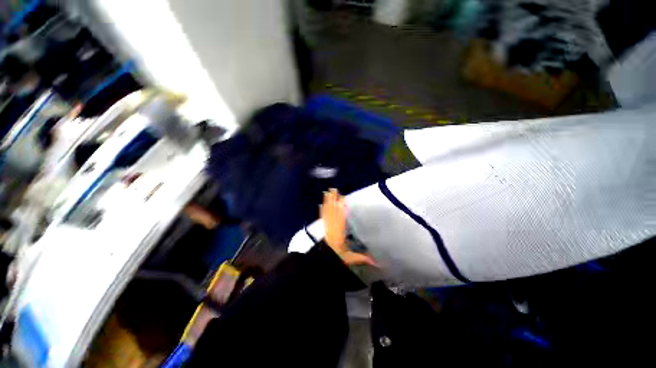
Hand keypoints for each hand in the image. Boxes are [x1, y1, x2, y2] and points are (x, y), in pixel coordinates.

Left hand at [321, 189, 376, 266]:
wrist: (323, 260)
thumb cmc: (337, 257)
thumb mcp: (350, 258)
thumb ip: (362, 258)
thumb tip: (377, 262)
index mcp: (339, 232)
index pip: (340, 216)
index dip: (341, 207)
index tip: (342, 198)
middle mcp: (332, 227)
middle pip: (332, 211)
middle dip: (333, 200)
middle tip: (333, 189)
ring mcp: (326, 227)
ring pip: (327, 212)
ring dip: (327, 202)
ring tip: (326, 192)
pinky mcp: (323, 228)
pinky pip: (322, 217)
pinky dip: (322, 210)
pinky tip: (320, 204)